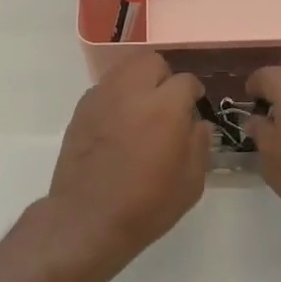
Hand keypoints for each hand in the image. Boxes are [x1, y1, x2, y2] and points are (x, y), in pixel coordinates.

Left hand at [47, 52, 210, 275]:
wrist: (88, 220)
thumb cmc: (146, 206)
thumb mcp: (190, 184)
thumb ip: (200, 145)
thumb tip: (197, 124)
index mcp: (165, 107)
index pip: (186, 81)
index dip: (193, 95)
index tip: (193, 109)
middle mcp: (132, 93)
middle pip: (151, 62)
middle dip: (164, 77)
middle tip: (166, 104)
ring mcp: (102, 98)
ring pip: (124, 68)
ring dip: (138, 81)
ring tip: (141, 109)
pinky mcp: (81, 110)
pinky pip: (104, 88)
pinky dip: (116, 96)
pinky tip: (118, 123)